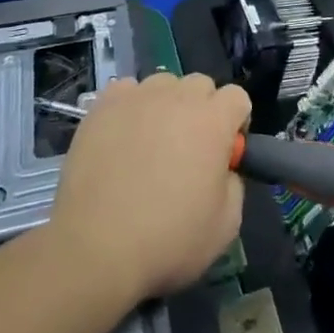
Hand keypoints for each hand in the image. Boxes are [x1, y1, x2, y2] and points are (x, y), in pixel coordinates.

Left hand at [48, 72, 250, 303]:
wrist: (96, 248)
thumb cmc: (168, 239)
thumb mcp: (226, 224)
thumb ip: (234, 184)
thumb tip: (221, 169)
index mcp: (214, 120)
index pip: (237, 97)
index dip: (235, 122)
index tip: (224, 152)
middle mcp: (179, 97)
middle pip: (201, 85)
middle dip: (202, 110)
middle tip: (188, 148)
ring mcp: (138, 98)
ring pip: (163, 84)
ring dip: (166, 105)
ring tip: (151, 141)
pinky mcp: (103, 106)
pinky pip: (126, 91)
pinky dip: (130, 107)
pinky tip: (122, 136)